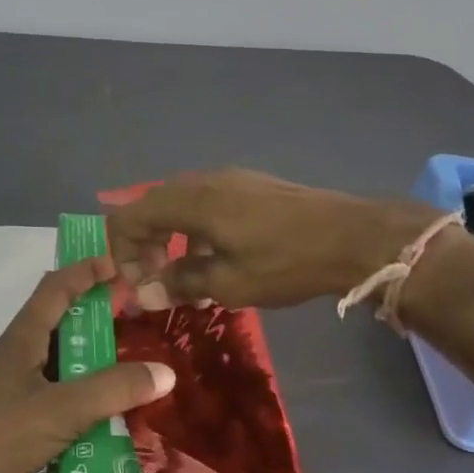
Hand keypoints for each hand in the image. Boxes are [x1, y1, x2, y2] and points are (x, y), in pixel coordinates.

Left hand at [0, 256, 174, 472]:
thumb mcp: (60, 410)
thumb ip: (112, 390)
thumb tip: (166, 371)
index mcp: (21, 340)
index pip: (55, 288)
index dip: (85, 270)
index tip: (120, 263)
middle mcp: (13, 359)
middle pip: (57, 325)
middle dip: (94, 318)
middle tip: (136, 321)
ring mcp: (7, 395)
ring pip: (55, 366)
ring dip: (88, 363)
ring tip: (130, 369)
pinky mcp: (6, 428)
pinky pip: (51, 401)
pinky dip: (78, 401)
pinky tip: (102, 421)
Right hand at [105, 169, 440, 309]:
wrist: (352, 236)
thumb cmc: (285, 262)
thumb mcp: (228, 283)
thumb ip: (180, 283)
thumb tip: (146, 293)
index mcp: (189, 201)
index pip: (129, 217)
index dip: (121, 253)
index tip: (137, 287)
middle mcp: (202, 180)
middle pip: (151, 208)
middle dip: (145, 248)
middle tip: (156, 284)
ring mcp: (228, 179)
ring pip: (179, 205)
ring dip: (171, 240)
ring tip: (186, 279)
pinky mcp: (250, 185)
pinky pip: (205, 203)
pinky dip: (196, 231)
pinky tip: (218, 260)